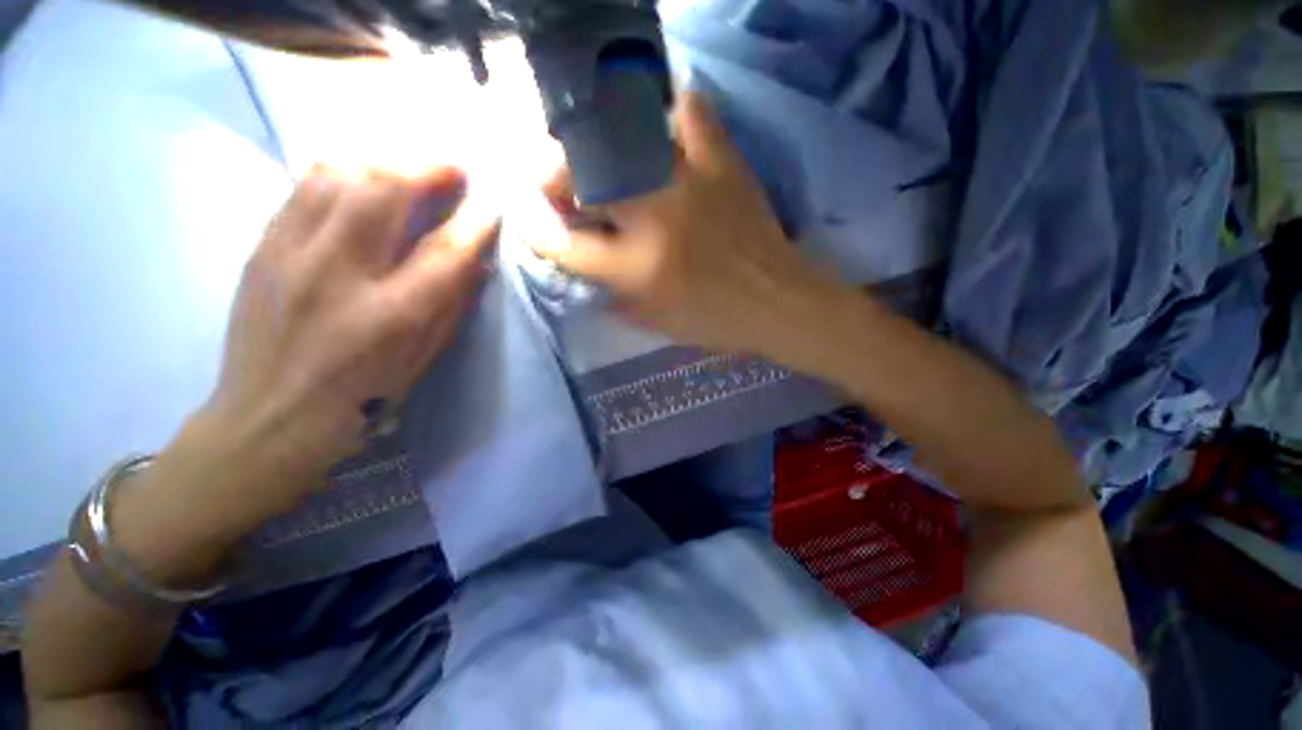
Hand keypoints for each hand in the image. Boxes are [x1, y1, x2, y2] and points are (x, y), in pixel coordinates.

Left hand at [195, 165, 497, 517]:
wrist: (268, 417)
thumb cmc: (362, 396)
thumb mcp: (424, 359)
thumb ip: (453, 305)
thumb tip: (476, 261)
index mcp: (392, 315)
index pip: (445, 251)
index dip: (475, 222)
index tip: (492, 206)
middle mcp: (339, 274)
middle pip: (384, 190)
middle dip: (426, 168)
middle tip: (451, 169)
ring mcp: (292, 253)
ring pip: (338, 174)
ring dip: (383, 161)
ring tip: (406, 169)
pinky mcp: (262, 246)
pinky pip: (303, 185)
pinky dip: (341, 171)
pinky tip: (360, 177)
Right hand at [531, 91, 842, 356]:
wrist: (777, 301)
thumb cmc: (714, 320)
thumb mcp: (651, 319)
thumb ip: (608, 289)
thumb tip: (577, 255)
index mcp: (635, 269)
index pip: (561, 241)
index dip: (533, 227)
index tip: (527, 217)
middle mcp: (652, 218)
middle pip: (577, 175)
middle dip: (552, 177)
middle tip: (557, 185)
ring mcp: (688, 181)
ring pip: (618, 136)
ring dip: (595, 147)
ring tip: (600, 162)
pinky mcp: (723, 161)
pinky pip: (688, 112)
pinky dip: (668, 113)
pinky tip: (659, 131)